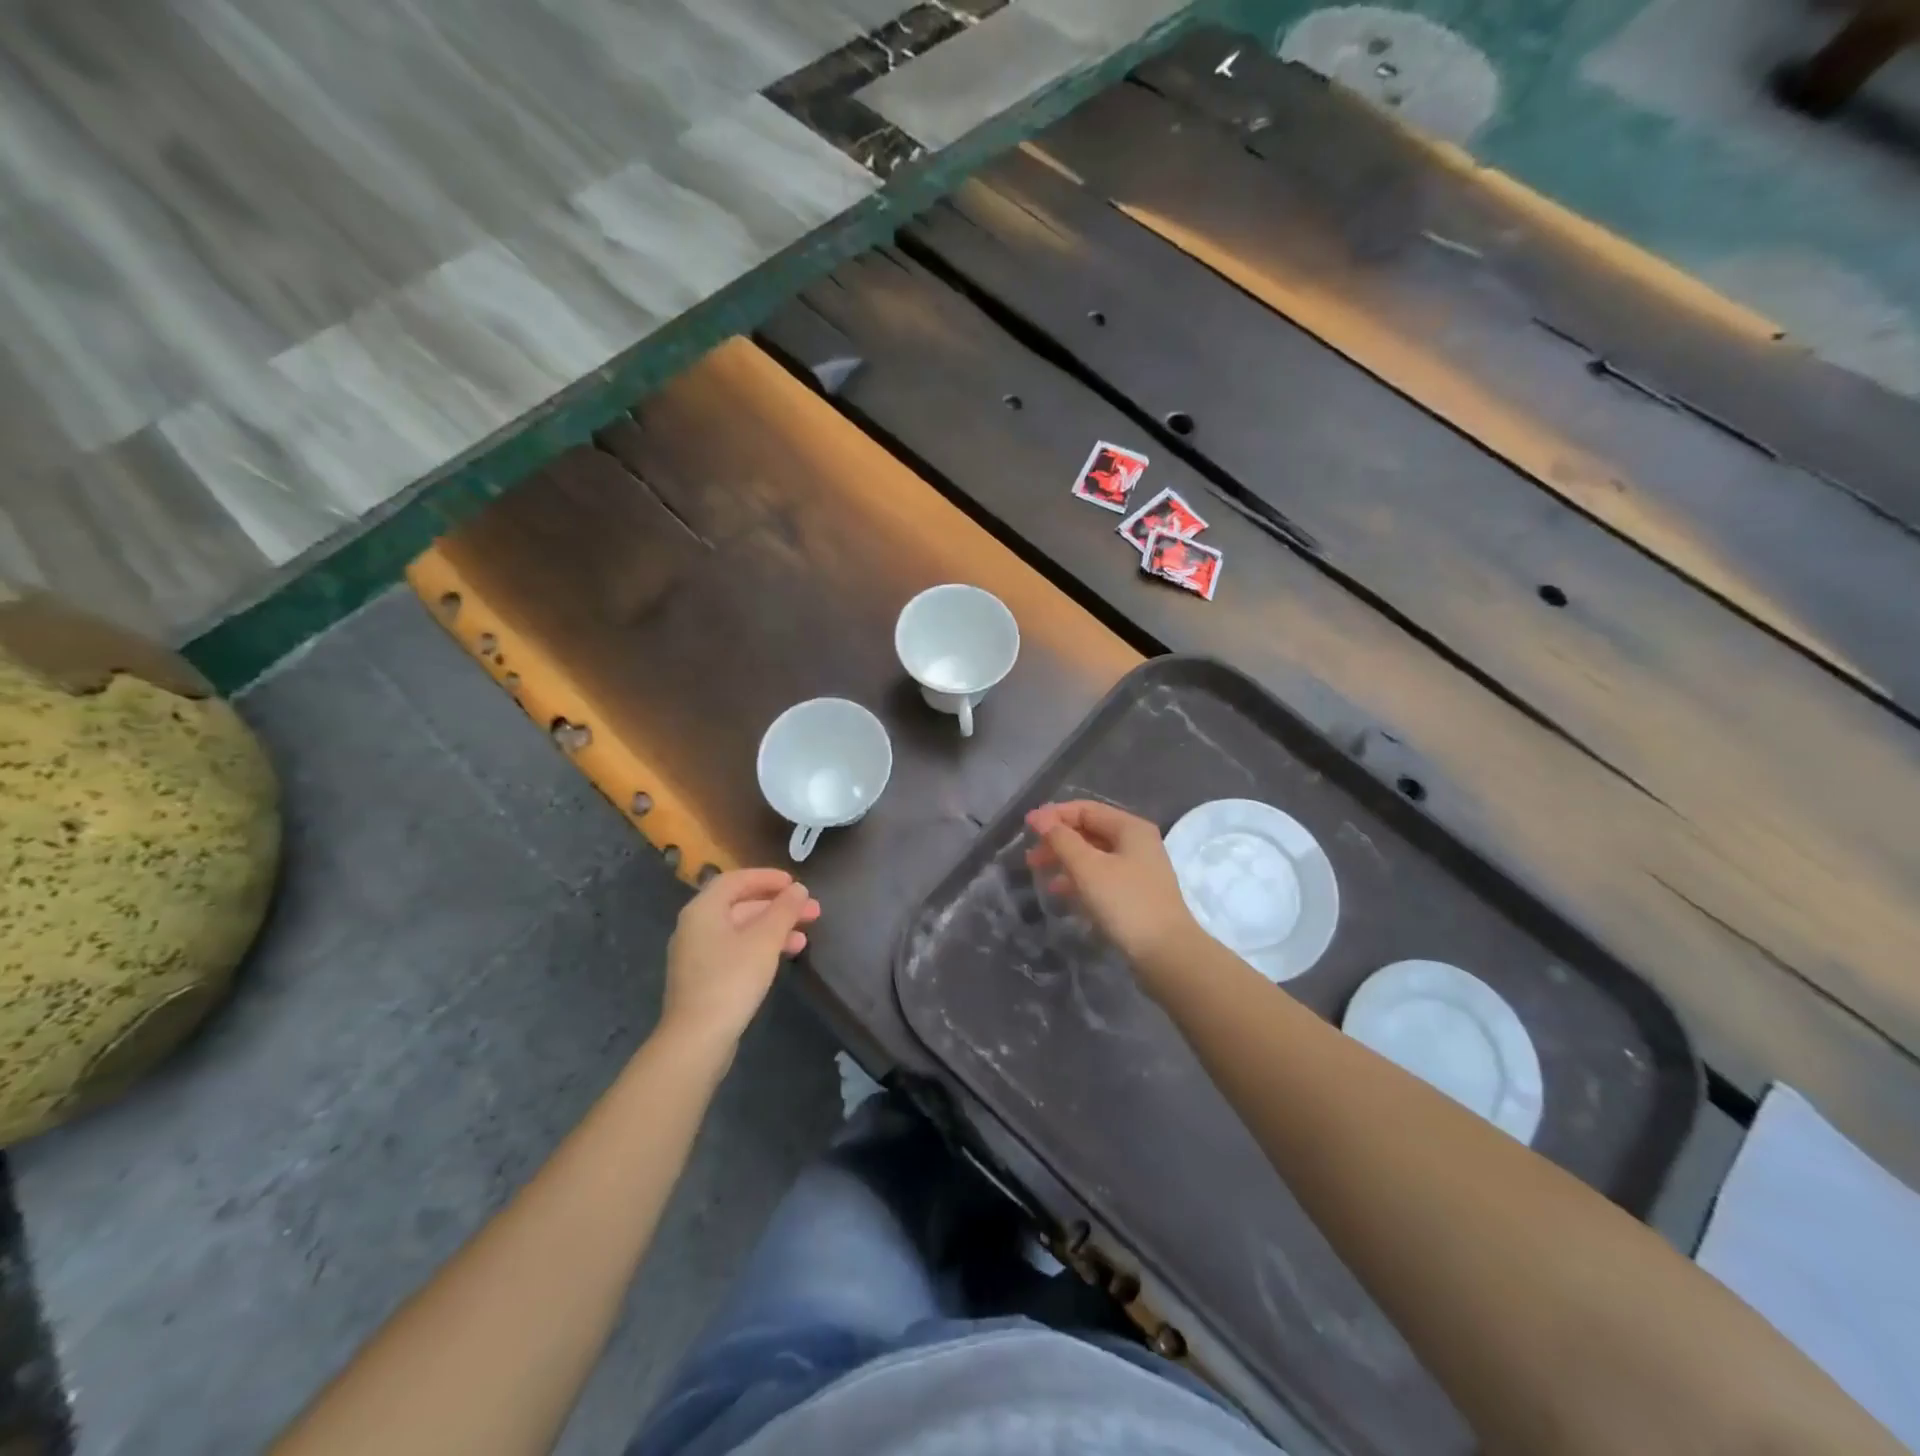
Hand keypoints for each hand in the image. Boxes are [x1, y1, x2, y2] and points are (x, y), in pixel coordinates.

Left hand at [661, 869, 819, 1049]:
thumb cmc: (731, 980)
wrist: (697, 1039)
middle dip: (778, 906)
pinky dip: (761, 947)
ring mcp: (697, 954)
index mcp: (704, 910)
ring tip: (805, 937)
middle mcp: (696, 927)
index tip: (795, 884)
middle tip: (812, 910)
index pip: (736, 880)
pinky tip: (784, 957)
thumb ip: (784, 910)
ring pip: (741, 930)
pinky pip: (736, 950)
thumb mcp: (765, 940)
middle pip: (741, 904)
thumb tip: (798, 889)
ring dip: (774, 928)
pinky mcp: (704, 978)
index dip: (767, 877)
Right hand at [1024, 800, 1197, 979]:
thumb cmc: (1125, 902)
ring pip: (1093, 856)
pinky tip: (1060, 892)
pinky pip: (1101, 877)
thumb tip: (1039, 817)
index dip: (1054, 815)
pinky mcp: (1134, 895)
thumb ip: (1062, 840)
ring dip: (1065, 861)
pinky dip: (1079, 880)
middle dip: (1058, 840)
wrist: (1166, 954)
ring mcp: (1138, 870)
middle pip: (1090, 831)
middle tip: (1031, 857)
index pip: (1085, 809)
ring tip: (1039, 874)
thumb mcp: (1088, 867)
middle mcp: (1136, 843)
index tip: (1026, 828)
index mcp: (1130, 828)